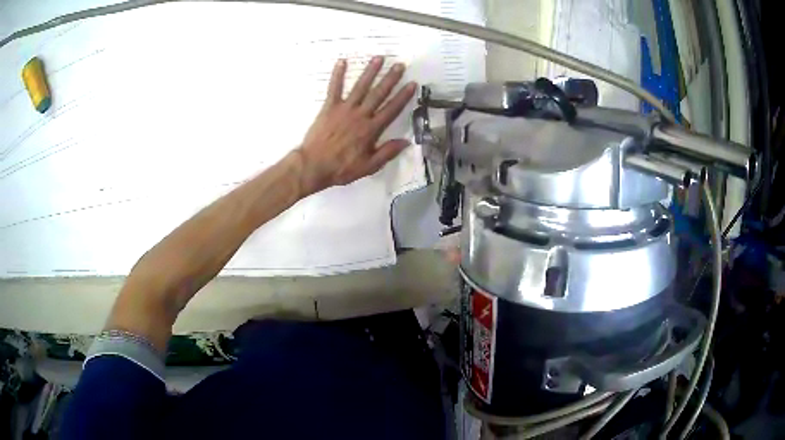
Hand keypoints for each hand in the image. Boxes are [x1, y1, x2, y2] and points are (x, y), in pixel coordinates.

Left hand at [296, 56, 416, 195]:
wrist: (313, 165)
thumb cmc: (341, 168)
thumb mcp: (369, 166)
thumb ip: (387, 152)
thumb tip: (407, 142)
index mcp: (371, 129)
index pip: (392, 109)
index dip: (403, 96)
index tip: (412, 84)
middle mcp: (360, 115)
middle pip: (378, 93)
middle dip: (390, 78)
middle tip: (400, 65)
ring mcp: (344, 109)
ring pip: (360, 87)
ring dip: (370, 71)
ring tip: (379, 58)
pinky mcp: (329, 107)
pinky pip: (334, 88)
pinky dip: (338, 74)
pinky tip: (342, 61)